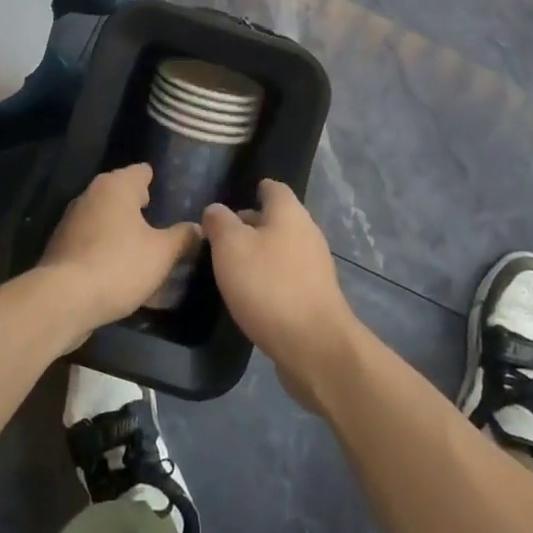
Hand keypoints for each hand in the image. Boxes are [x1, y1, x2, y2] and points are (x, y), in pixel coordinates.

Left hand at [35, 164, 200, 343]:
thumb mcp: (162, 254)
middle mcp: (91, 194)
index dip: (158, 182)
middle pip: (122, 193)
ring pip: (105, 217)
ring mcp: (71, 220)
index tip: (172, 197)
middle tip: (163, 224)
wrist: (62, 300)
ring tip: (144, 249)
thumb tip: (197, 228)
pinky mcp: (61, 246)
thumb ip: (182, 237)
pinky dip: (106, 247)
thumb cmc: (118, 265)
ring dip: (122, 229)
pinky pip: (92, 240)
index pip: (142, 171)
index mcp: (116, 186)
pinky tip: (119, 268)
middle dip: (140, 207)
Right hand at [203, 180, 362, 413]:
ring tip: (231, 268)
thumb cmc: (268, 286)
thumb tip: (216, 209)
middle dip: (251, 225)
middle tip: (220, 239)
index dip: (252, 190)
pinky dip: (270, 279)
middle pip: (277, 219)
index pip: (272, 188)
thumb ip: (220, 222)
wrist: (314, 345)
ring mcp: (316, 265)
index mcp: (289, 213)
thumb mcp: (230, 247)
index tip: (229, 204)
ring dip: (260, 254)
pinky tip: (252, 295)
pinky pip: (288, 276)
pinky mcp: (316, 295)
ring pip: (282, 248)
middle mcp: (307, 232)